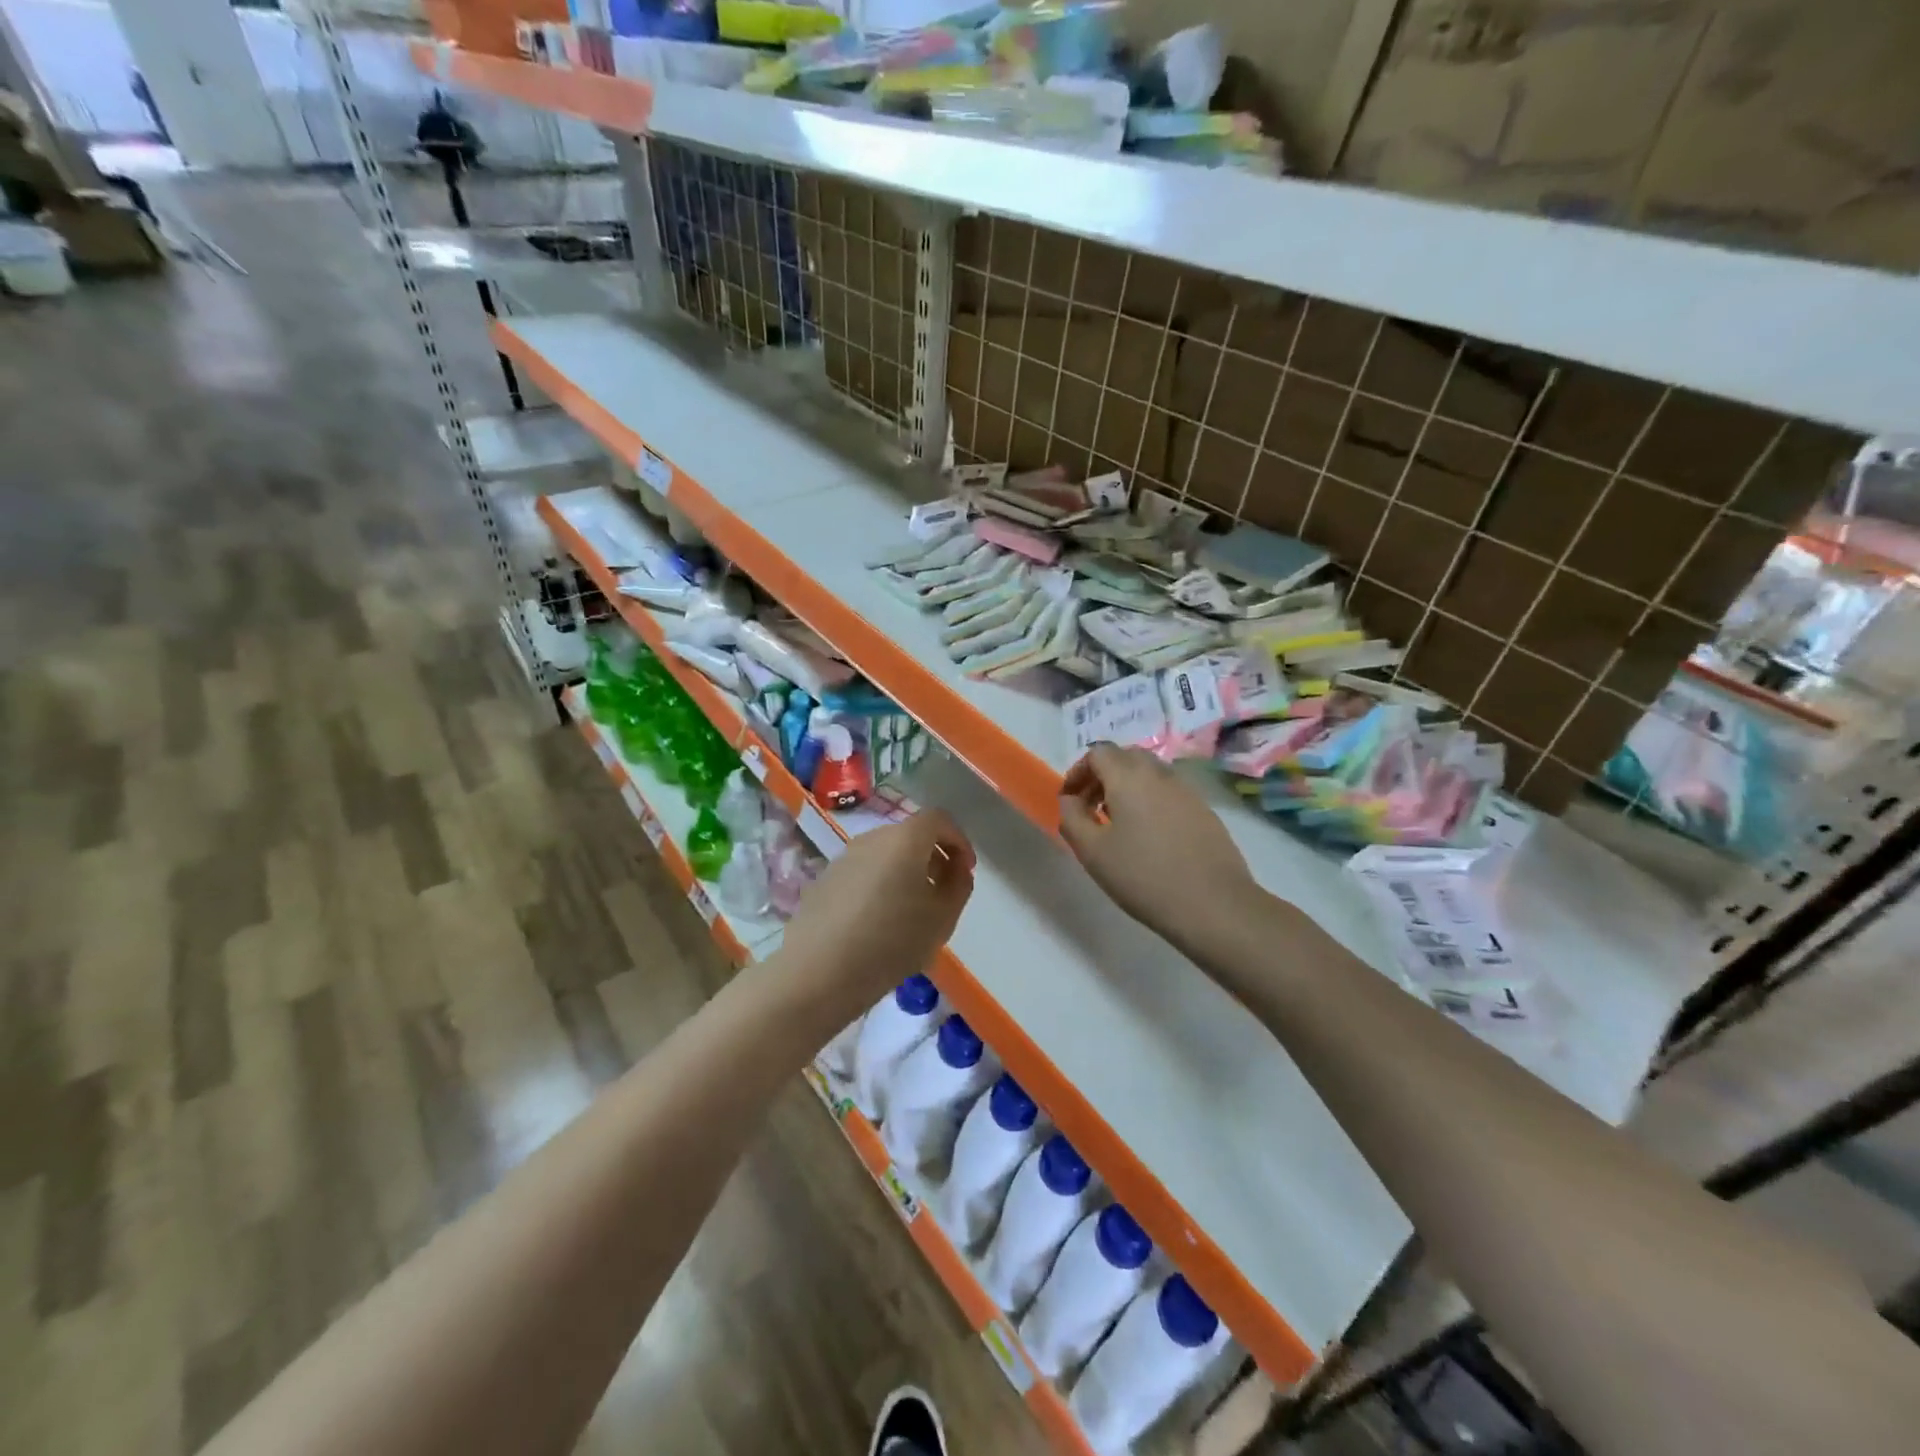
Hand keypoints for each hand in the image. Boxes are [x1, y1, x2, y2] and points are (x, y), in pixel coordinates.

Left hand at [778, 809, 974, 1019]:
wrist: (819, 972)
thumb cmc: (891, 942)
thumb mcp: (942, 918)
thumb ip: (958, 885)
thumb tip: (955, 869)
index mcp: (905, 839)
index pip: (938, 819)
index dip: (958, 840)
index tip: (965, 871)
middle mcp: (872, 838)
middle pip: (910, 834)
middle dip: (932, 856)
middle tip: (942, 891)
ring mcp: (844, 857)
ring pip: (885, 853)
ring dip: (905, 871)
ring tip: (912, 910)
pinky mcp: (824, 879)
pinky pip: (863, 871)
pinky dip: (880, 884)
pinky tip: (879, 921)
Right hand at [1059, 745, 1260, 947]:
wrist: (1213, 905)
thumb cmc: (1143, 877)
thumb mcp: (1092, 852)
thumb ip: (1072, 818)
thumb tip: (1069, 800)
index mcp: (1129, 777)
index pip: (1098, 753)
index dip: (1078, 771)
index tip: (1070, 800)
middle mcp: (1160, 774)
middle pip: (1126, 757)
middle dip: (1103, 775)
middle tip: (1092, 807)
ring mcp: (1187, 791)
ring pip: (1150, 774)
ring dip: (1128, 788)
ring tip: (1118, 824)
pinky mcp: (1205, 811)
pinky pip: (1170, 793)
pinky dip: (1151, 801)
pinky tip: (1150, 837)